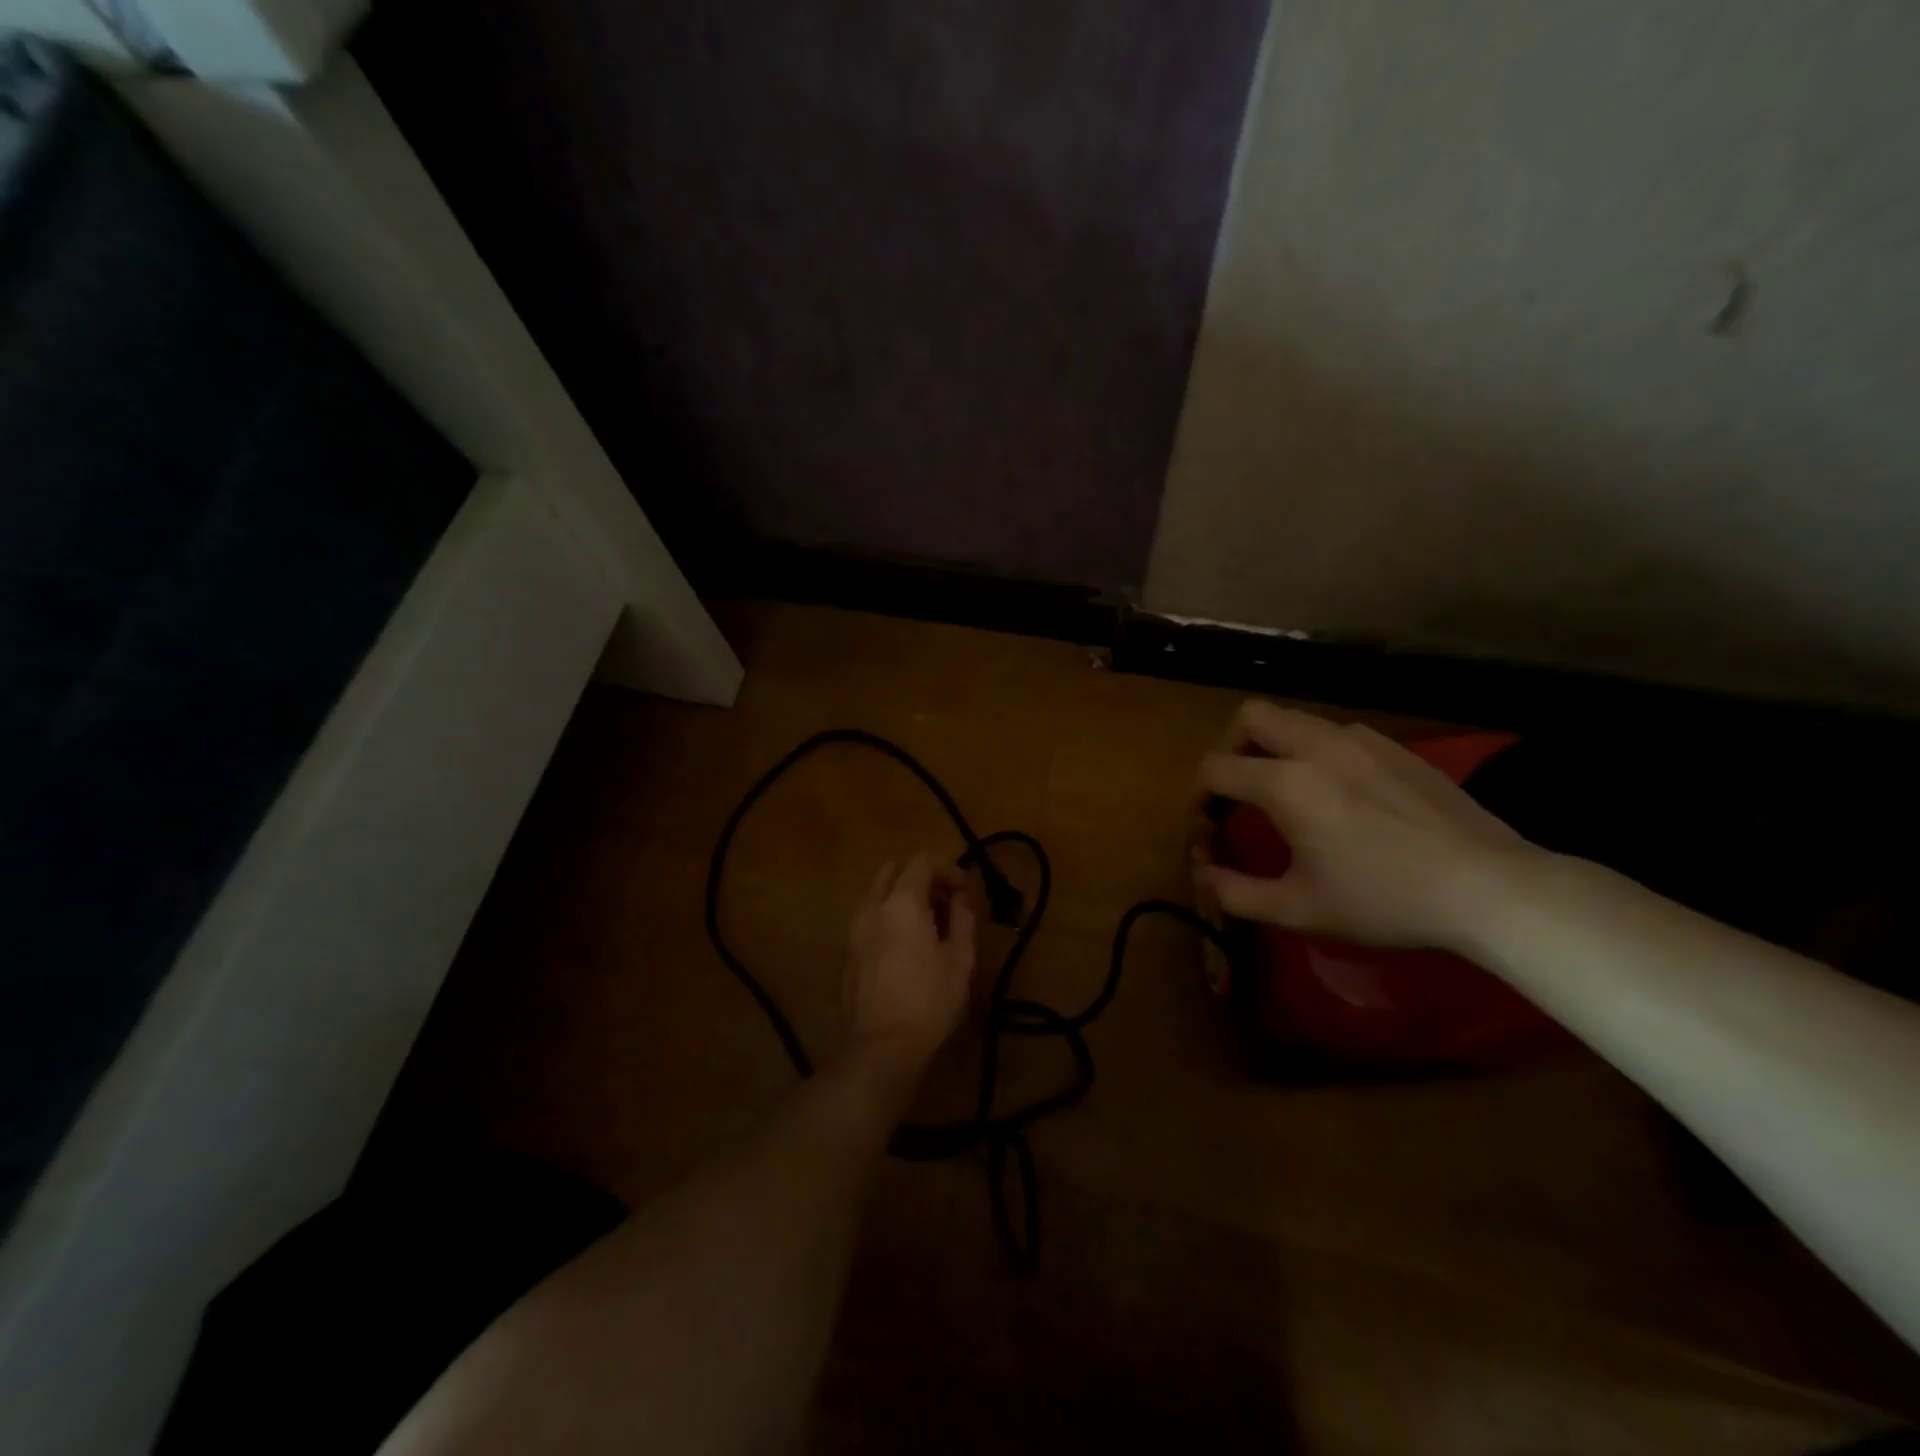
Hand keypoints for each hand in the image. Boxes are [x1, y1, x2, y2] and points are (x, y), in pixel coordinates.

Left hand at [844, 855, 976, 1073]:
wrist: (881, 1048)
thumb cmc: (929, 1001)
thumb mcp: (961, 959)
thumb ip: (962, 918)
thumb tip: (960, 897)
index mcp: (902, 902)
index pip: (922, 862)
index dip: (946, 868)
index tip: (963, 889)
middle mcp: (872, 907)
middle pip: (894, 873)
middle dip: (921, 879)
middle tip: (944, 903)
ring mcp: (854, 930)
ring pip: (877, 895)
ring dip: (902, 898)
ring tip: (926, 926)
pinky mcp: (847, 954)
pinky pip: (869, 919)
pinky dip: (887, 918)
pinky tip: (905, 947)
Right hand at [1196, 701, 1533, 948]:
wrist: (1486, 886)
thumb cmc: (1384, 900)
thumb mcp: (1299, 909)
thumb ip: (1236, 892)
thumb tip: (1202, 874)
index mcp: (1286, 783)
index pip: (1215, 768)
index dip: (1199, 796)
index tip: (1209, 825)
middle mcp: (1316, 746)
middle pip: (1249, 715)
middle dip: (1231, 747)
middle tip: (1239, 790)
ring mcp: (1359, 739)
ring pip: (1294, 718)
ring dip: (1273, 745)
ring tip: (1287, 790)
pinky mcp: (1393, 746)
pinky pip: (1334, 731)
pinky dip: (1315, 750)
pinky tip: (1338, 792)